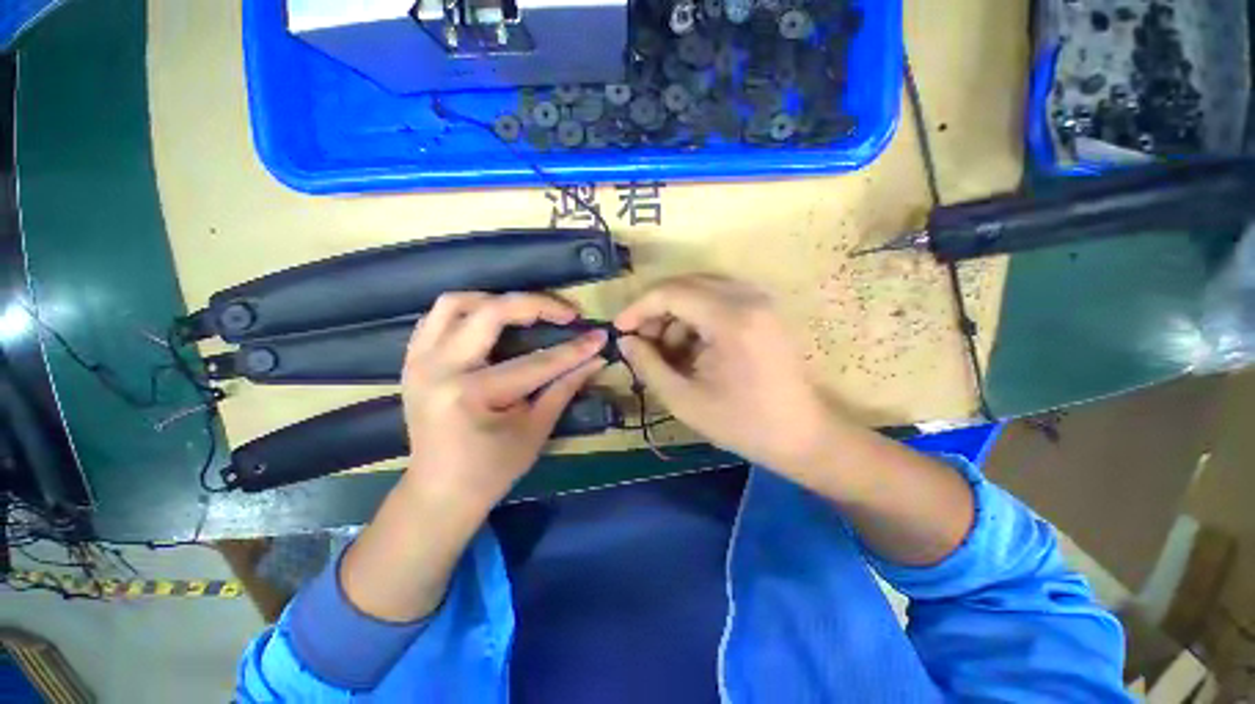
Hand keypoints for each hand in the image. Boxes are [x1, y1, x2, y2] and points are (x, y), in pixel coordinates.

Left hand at [401, 292, 607, 510]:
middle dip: (536, 305)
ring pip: (455, 303)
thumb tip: (596, 359)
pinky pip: (436, 318)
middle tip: (566, 313)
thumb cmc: (491, 470)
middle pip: (491, 313)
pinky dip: (468, 311)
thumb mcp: (535, 430)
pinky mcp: (413, 361)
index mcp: (471, 394)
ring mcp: (419, 361)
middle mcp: (439, 368)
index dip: (574, 349)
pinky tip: (491, 322)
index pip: (535, 362)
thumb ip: (565, 387)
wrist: (438, 492)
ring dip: (496, 300)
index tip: (599, 335)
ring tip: (527, 311)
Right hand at [614, 275, 840, 473]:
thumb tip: (625, 341)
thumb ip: (648, 365)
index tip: (619, 329)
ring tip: (666, 350)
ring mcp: (760, 300)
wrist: (803, 435)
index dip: (638, 307)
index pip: (671, 292)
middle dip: (656, 309)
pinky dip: (696, 317)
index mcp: (731, 318)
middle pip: (685, 284)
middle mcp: (748, 297)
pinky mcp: (763, 310)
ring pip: (701, 289)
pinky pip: (718, 299)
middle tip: (641, 340)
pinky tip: (691, 348)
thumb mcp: (684, 400)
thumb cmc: (743, 424)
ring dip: (676, 314)